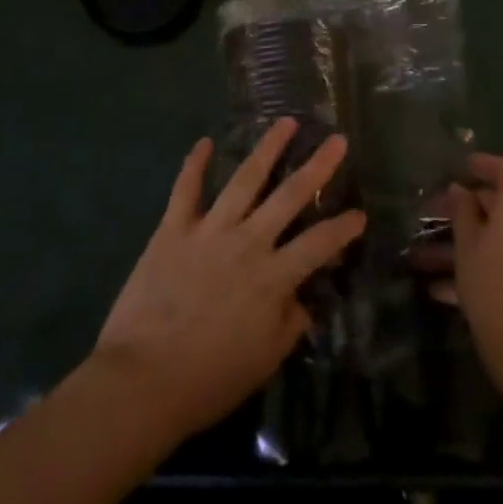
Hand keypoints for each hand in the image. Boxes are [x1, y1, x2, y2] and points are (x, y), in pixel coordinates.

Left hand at [92, 117, 366, 440]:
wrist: (142, 382)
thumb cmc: (208, 380)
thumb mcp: (264, 361)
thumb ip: (289, 324)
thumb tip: (304, 299)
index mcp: (273, 277)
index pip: (319, 244)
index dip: (343, 228)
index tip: (360, 213)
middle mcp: (247, 242)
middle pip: (289, 196)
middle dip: (318, 166)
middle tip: (337, 139)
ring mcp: (209, 230)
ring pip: (244, 178)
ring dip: (267, 147)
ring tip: (286, 121)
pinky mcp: (173, 229)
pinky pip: (185, 189)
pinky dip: (194, 164)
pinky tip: (203, 141)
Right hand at [433, 152, 502, 395]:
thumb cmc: (492, 286)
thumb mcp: (467, 245)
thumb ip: (462, 210)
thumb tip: (460, 190)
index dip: (483, 164)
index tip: (461, 167)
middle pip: (501, 206)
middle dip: (465, 212)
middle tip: (433, 217)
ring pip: (501, 238)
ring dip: (466, 246)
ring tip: (425, 261)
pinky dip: (483, 267)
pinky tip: (443, 289)